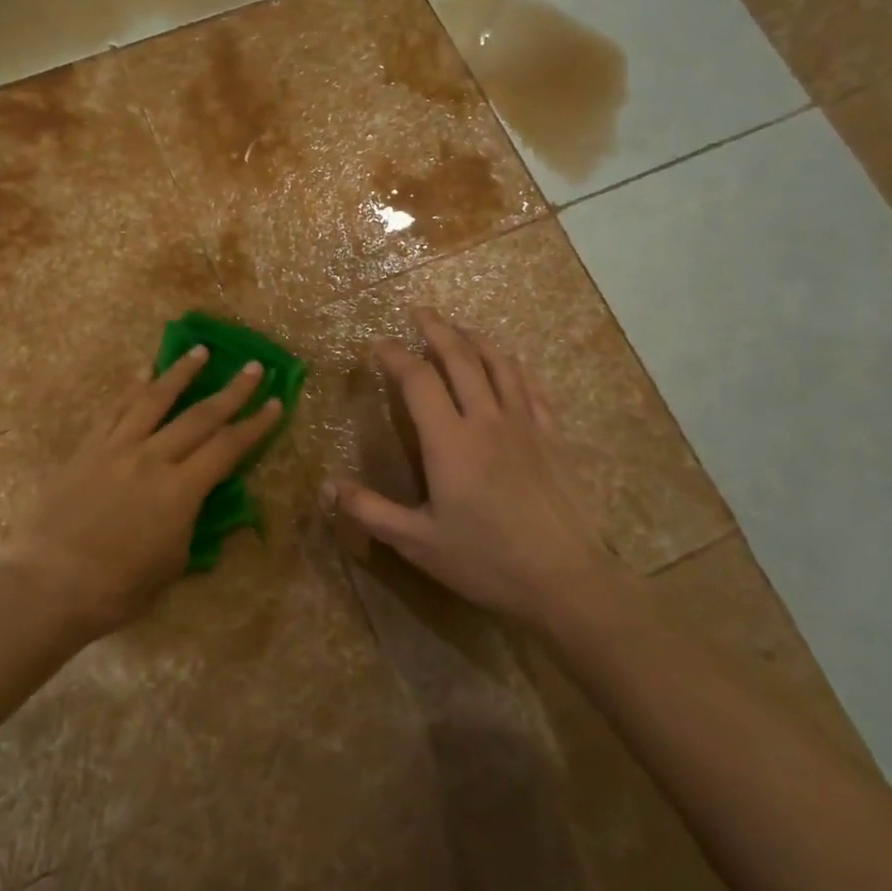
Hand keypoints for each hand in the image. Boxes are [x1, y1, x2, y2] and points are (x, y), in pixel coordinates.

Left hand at [6, 348, 280, 640]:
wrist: (48, 584)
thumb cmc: (117, 588)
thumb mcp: (172, 566)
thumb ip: (194, 529)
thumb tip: (209, 507)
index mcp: (180, 490)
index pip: (228, 448)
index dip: (256, 425)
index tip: (276, 402)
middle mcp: (152, 458)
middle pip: (199, 416)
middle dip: (232, 391)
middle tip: (254, 368)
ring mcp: (116, 448)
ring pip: (154, 399)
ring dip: (181, 372)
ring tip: (200, 350)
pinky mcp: (87, 449)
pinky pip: (114, 410)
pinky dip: (132, 387)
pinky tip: (143, 372)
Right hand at [327, 308, 625, 627]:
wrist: (565, 579)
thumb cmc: (486, 561)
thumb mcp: (417, 543)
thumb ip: (370, 512)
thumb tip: (326, 487)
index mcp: (449, 441)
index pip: (416, 379)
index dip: (393, 355)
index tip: (376, 344)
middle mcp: (486, 420)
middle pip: (460, 357)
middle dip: (436, 329)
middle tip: (418, 311)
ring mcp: (524, 424)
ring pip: (498, 364)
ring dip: (474, 339)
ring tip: (458, 328)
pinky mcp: (551, 437)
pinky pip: (530, 387)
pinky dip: (513, 366)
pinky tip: (507, 364)